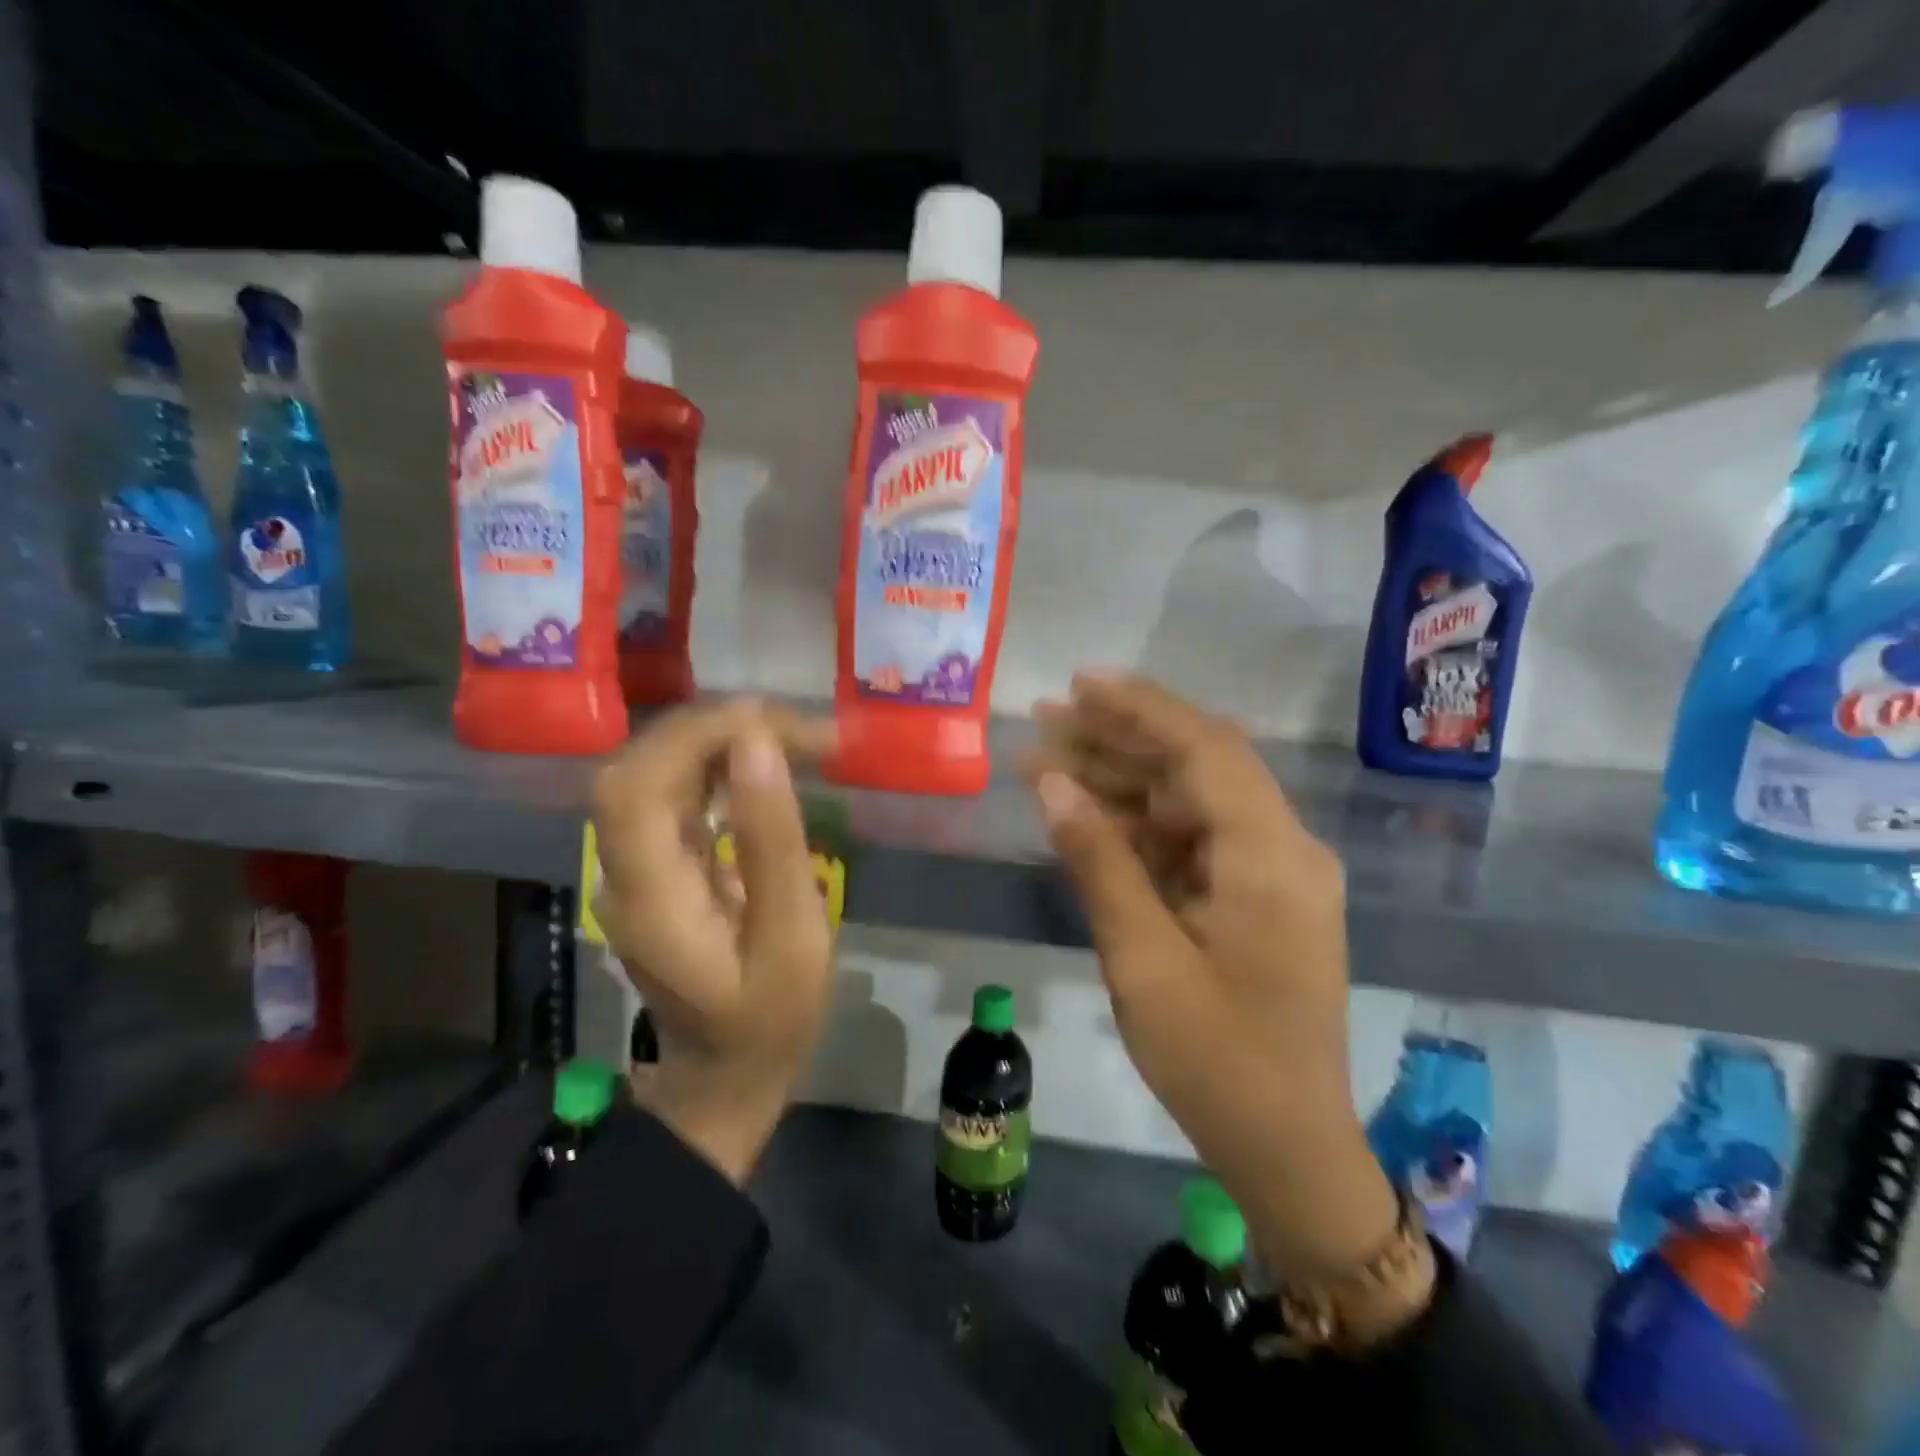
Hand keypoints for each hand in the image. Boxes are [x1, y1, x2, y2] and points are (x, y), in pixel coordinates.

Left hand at [591, 700, 834, 1184]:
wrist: (724, 1074)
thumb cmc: (770, 1017)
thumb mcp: (792, 937)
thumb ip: (772, 841)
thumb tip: (759, 745)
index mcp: (649, 896)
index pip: (635, 785)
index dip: (692, 737)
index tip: (770, 723)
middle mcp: (622, 872)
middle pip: (638, 768)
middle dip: (712, 730)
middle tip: (794, 727)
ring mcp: (631, 869)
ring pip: (652, 774)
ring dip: (717, 742)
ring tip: (791, 737)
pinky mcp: (653, 867)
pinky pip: (671, 795)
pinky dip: (715, 766)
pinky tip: (761, 765)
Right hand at [1029, 673, 1400, 1278]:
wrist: (1287, 1150)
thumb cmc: (1216, 1062)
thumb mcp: (1143, 960)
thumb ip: (1100, 861)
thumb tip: (1051, 783)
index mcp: (1271, 857)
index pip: (1204, 750)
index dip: (1140, 708)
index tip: (1079, 683)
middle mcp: (1283, 848)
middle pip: (1196, 766)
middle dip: (1119, 738)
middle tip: (1046, 718)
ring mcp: (1272, 873)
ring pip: (1190, 801)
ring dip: (1122, 779)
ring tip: (1047, 758)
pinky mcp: (1255, 897)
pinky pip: (1192, 841)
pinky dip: (1139, 825)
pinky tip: (1085, 813)